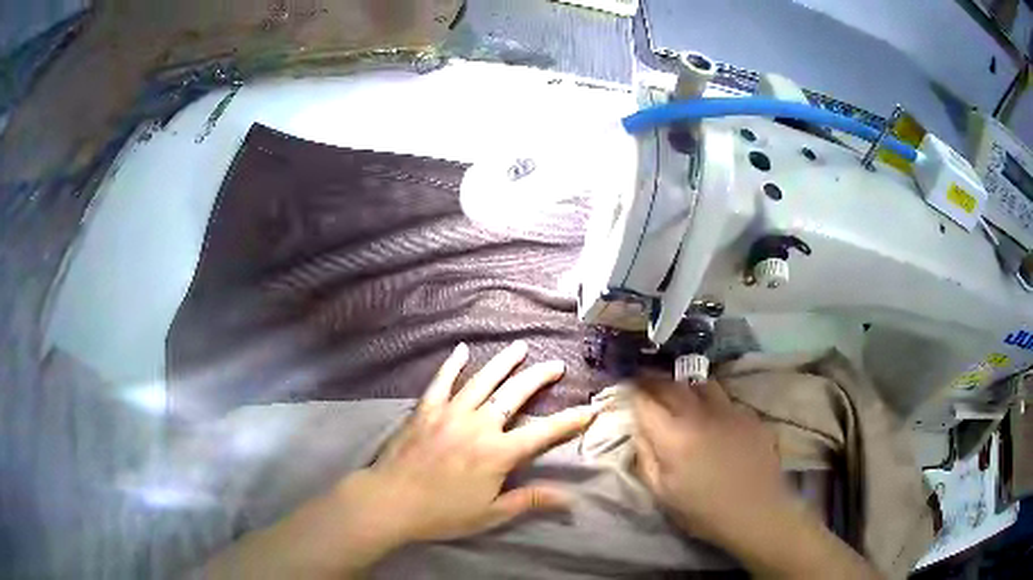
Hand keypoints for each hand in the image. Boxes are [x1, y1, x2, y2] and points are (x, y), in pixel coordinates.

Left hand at [342, 340, 598, 547]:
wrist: (390, 501)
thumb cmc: (442, 513)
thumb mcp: (491, 514)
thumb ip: (530, 500)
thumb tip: (569, 497)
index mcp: (498, 453)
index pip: (543, 433)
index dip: (570, 421)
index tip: (590, 409)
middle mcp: (479, 425)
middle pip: (515, 395)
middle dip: (539, 378)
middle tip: (555, 365)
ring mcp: (450, 413)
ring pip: (483, 381)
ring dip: (503, 362)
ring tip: (520, 347)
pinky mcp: (426, 410)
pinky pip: (442, 382)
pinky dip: (452, 364)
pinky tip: (461, 350)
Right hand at [633, 380, 879, 579]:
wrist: (757, 511)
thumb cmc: (703, 510)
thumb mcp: (662, 493)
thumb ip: (645, 456)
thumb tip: (640, 428)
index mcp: (674, 435)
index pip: (644, 399)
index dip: (631, 389)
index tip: (625, 385)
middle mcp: (700, 413)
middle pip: (671, 383)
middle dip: (654, 379)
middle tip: (645, 381)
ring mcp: (729, 409)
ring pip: (700, 383)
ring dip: (684, 385)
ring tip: (679, 393)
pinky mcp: (749, 414)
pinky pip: (724, 398)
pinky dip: (710, 400)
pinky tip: (712, 415)